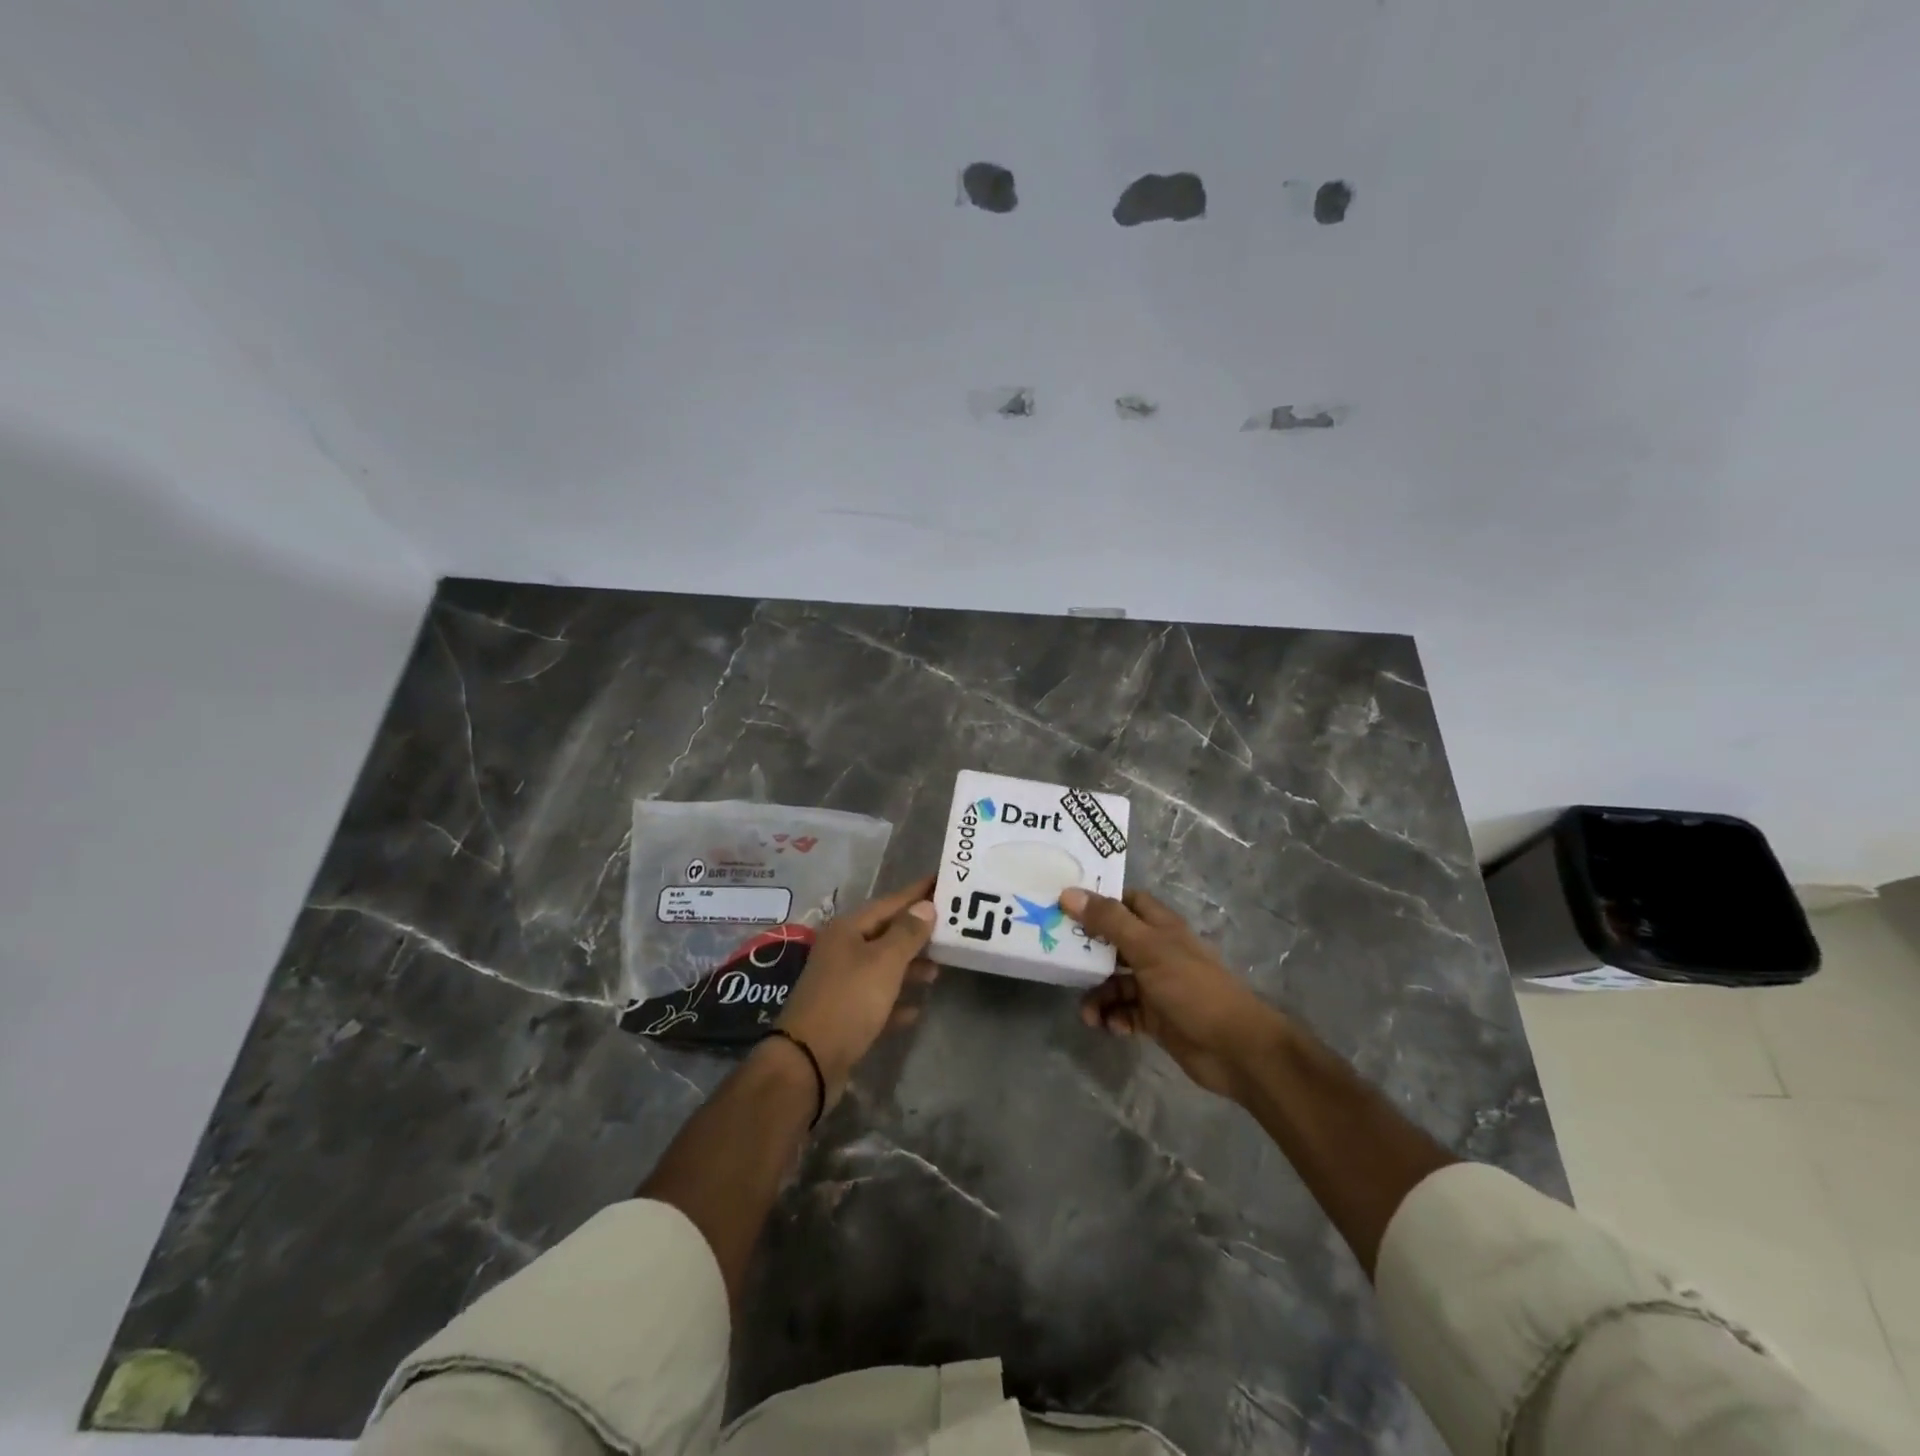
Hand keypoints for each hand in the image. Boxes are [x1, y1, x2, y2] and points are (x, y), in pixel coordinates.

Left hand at [778, 875, 936, 1101]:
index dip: (917, 893)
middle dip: (917, 931)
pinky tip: (917, 1009)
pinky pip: (878, 1000)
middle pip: (886, 933)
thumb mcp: (883, 962)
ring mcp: (841, 983)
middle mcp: (842, 951)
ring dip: (910, 967)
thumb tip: (925, 906)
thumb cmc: (848, 1001)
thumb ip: (907, 933)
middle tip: (951, 928)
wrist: (807, 1062)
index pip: (890, 902)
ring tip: (939, 970)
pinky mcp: (845, 1015)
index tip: (943, 880)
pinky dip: (897, 1001)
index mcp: (848, 930)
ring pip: (883, 967)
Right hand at [1061, 886, 1284, 1101]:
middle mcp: (1157, 952)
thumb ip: (1109, 921)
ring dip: (1098, 995)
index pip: (1126, 901)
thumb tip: (1068, 893)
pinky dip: (1114, 1018)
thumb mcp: (1148, 948)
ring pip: (1116, 982)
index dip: (1098, 900)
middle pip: (1114, 943)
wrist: (1235, 1048)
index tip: (1064, 904)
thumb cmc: (1192, 987)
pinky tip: (1111, 1028)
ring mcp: (1157, 986)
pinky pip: (1125, 1012)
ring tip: (1088, 1014)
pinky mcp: (1156, 1019)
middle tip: (1058, 957)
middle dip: (1088, 952)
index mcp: (1160, 927)